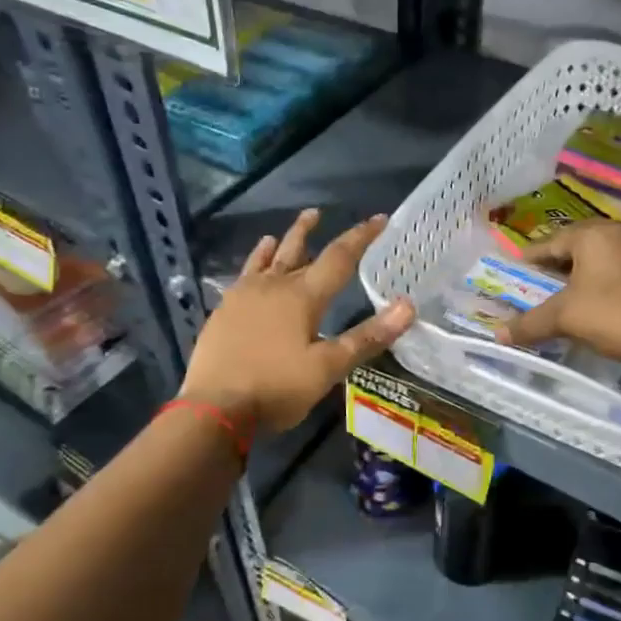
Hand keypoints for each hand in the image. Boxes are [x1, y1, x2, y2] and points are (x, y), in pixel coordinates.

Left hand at [180, 209, 415, 433]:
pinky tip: (253, 266)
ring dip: (283, 241)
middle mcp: (274, 287)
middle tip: (320, 212)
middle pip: (299, 251)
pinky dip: (254, 263)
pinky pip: (244, 276)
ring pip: (269, 259)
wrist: (212, 409)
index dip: (361, 237)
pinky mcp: (224, 312)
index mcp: (303, 297)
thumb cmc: (276, 388)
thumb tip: (408, 306)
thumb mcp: (328, 367)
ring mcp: (244, 297)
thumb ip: (367, 337)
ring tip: (286, 228)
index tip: (379, 218)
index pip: (339, 257)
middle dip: (314, 232)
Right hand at [498, 221, 620, 363]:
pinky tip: (597, 294)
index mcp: (594, 234)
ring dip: (583, 268)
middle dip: (559, 261)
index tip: (517, 268)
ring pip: (603, 253)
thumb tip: (497, 335)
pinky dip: (605, 275)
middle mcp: (620, 231)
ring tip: (566, 287)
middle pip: (579, 243)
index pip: (552, 242)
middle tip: (540, 278)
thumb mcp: (565, 318)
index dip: (532, 257)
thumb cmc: (611, 314)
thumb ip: (530, 322)